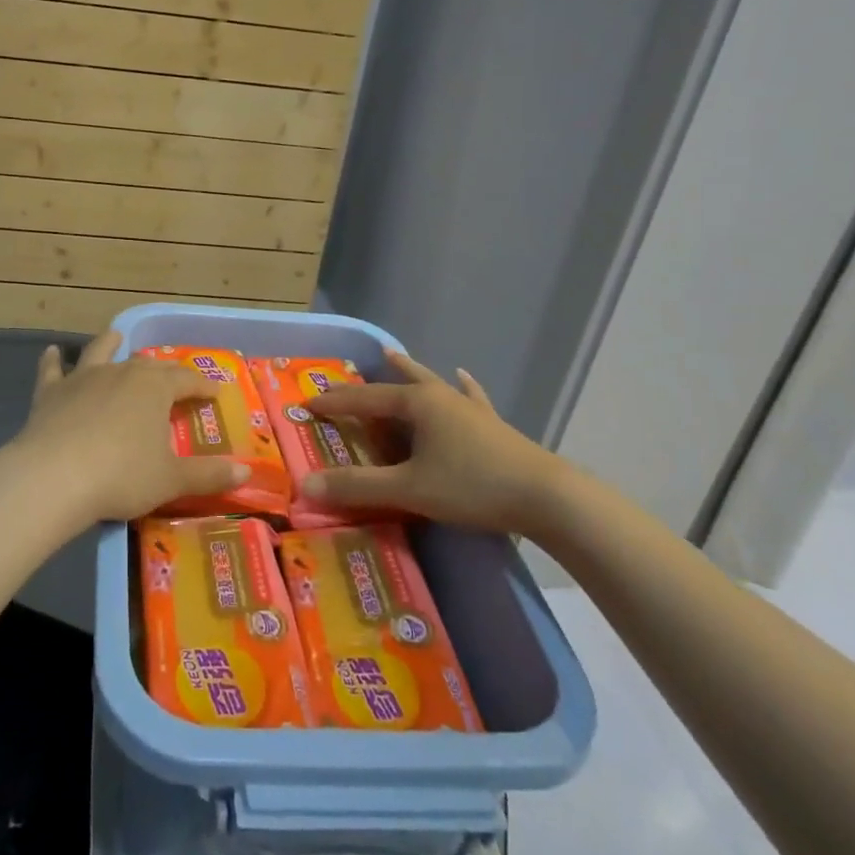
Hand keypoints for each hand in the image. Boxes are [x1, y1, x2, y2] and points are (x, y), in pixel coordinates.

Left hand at [10, 331, 250, 525]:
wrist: (54, 477)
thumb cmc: (122, 475)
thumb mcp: (171, 480)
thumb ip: (209, 474)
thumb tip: (246, 470)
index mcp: (155, 387)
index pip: (187, 380)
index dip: (203, 386)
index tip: (216, 393)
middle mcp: (121, 372)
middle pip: (148, 365)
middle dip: (164, 370)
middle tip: (174, 379)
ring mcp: (83, 378)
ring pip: (101, 353)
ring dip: (110, 344)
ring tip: (115, 335)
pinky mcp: (51, 392)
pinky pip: (52, 370)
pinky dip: (53, 360)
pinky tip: (52, 351)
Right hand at [301, 351, 569, 535]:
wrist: (547, 498)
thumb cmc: (473, 486)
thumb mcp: (410, 488)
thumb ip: (358, 486)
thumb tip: (306, 485)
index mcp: (418, 404)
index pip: (365, 399)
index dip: (335, 402)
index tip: (308, 404)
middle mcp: (441, 397)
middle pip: (398, 383)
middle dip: (371, 381)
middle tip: (348, 374)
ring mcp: (469, 409)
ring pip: (432, 384)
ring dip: (411, 373)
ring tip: (395, 357)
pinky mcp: (492, 426)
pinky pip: (470, 398)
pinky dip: (463, 387)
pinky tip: (464, 376)